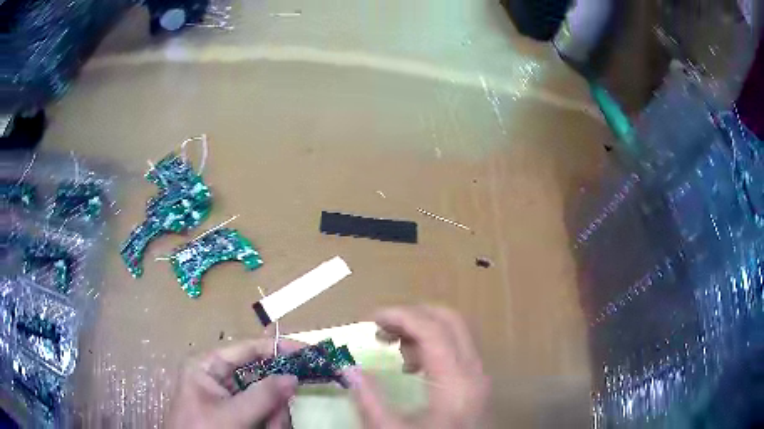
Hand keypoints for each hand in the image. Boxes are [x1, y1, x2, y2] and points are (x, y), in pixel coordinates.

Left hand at [166, 338, 304, 428]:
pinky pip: (259, 410)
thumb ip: (263, 396)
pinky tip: (266, 428)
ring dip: (272, 414)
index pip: (247, 348)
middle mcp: (216, 375)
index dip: (277, 347)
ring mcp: (225, 394)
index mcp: (207, 365)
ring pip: (262, 396)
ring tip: (269, 427)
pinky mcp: (232, 410)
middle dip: (274, 398)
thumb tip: (293, 377)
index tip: (307, 351)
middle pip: (259, 375)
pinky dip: (268, 421)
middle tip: (279, 418)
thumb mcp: (233, 415)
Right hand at [343, 306, 489, 428]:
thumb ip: (369, 400)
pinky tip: (410, 366)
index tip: (370, 319)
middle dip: (412, 316)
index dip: (400, 316)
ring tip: (391, 347)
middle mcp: (474, 371)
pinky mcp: (476, 382)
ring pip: (454, 332)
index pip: (433, 329)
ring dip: (421, 330)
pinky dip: (431, 345)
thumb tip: (347, 367)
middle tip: (380, 328)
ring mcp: (478, 375)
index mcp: (456, 382)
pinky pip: (456, 349)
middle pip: (450, 320)